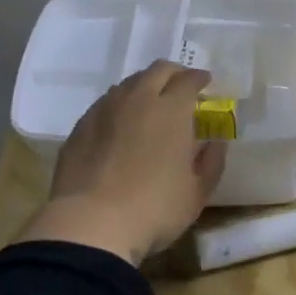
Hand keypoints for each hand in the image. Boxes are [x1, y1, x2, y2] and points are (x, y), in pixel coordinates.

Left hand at [18, 61, 227, 263]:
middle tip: (180, 87)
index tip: (205, 83)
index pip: (188, 80)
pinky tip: (120, 126)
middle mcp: (138, 99)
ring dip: (144, 87)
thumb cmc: (154, 208)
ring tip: (150, 105)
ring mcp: (104, 110)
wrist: (91, 223)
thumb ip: (212, 162)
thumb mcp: (197, 193)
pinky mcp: (80, 126)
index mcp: (171, 109)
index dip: (199, 79)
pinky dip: (119, 107)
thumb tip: (215, 143)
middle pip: (157, 71)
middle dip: (173, 74)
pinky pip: (105, 104)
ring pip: (128, 84)